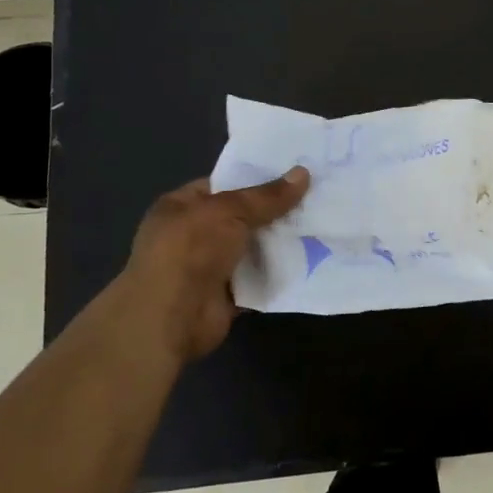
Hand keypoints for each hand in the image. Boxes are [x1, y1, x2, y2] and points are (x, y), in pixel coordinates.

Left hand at [113, 168, 309, 361]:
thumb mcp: (230, 211)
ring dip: (281, 242)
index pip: (223, 185)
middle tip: (317, 197)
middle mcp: (192, 235)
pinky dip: (279, 272)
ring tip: (321, 224)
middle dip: (276, 211)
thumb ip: (267, 196)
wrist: (170, 319)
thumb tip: (304, 173)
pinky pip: (259, 278)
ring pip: (253, 248)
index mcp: (181, 207)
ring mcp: (209, 267)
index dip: (256, 179)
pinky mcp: (226, 295)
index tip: (294, 174)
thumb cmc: (190, 251)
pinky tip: (312, 258)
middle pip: (242, 217)